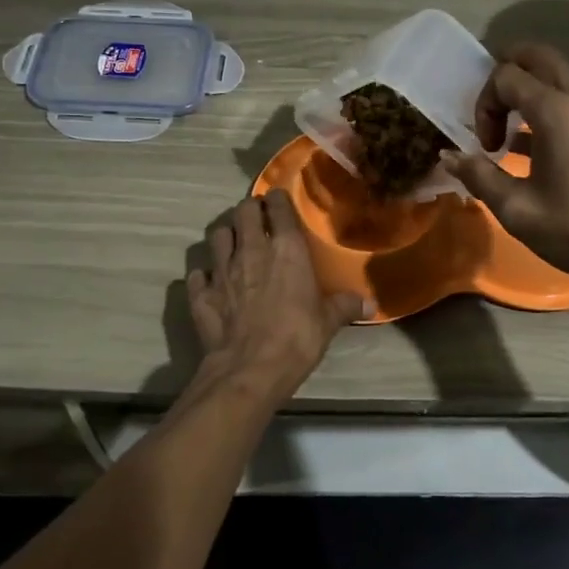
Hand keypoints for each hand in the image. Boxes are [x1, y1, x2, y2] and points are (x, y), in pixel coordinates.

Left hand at [186, 193, 365, 399]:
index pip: (278, 206)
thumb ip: (345, 306)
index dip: (278, 199)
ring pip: (217, 235)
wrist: (250, 369)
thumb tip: (371, 304)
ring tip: (234, 244)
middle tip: (257, 219)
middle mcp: (251, 250)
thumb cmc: (297, 338)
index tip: (279, 201)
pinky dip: (204, 275)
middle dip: (250, 210)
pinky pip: (197, 274)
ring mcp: (221, 270)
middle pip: (244, 211)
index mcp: (286, 249)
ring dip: (226, 235)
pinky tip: (211, 283)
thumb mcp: (328, 323)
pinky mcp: (200, 293)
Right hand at [442, 43, 568, 293]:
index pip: (506, 76)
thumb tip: (448, 156)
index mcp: (556, 111)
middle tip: (490, 113)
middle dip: (505, 75)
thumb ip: (479, 175)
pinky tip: (533, 149)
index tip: (485, 147)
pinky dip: (546, 107)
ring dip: (527, 92)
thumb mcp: (517, 209)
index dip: (485, 104)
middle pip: (537, 56)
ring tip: (508, 134)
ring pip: (556, 76)